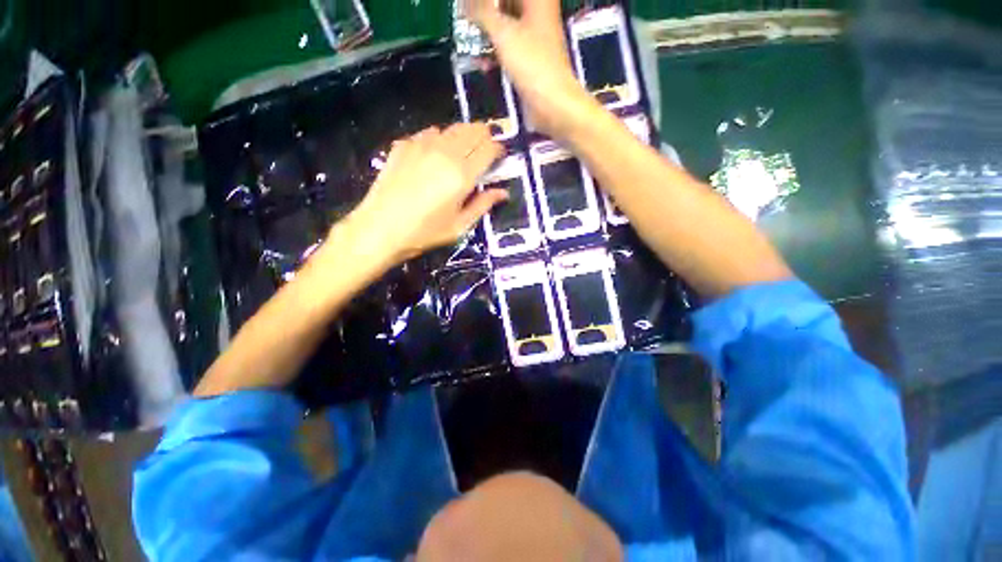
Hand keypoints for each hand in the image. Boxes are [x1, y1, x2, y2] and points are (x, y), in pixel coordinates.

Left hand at [341, 123, 505, 267]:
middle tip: (484, 152)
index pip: (489, 147)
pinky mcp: (404, 144)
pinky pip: (430, 132)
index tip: (498, 158)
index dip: (498, 150)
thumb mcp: (460, 226)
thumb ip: (483, 205)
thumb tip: (503, 192)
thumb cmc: (424, 232)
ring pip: (453, 127)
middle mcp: (445, 153)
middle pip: (473, 129)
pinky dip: (440, 139)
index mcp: (462, 174)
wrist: (380, 228)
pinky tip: (435, 155)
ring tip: (461, 153)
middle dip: (484, 137)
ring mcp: (422, 145)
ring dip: (463, 136)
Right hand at [467, 0, 599, 138]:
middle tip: (467, 19)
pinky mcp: (530, 62)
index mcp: (537, 0)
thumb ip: (481, 12)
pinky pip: (509, 49)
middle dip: (485, 12)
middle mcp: (537, 14)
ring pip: (506, 27)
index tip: (469, 5)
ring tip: (470, 41)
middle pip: (507, 4)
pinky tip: (483, 64)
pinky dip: (496, 54)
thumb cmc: (531, 64)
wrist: (552, 104)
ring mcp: (534, 39)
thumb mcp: (502, 33)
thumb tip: (463, 1)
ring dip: (487, 34)